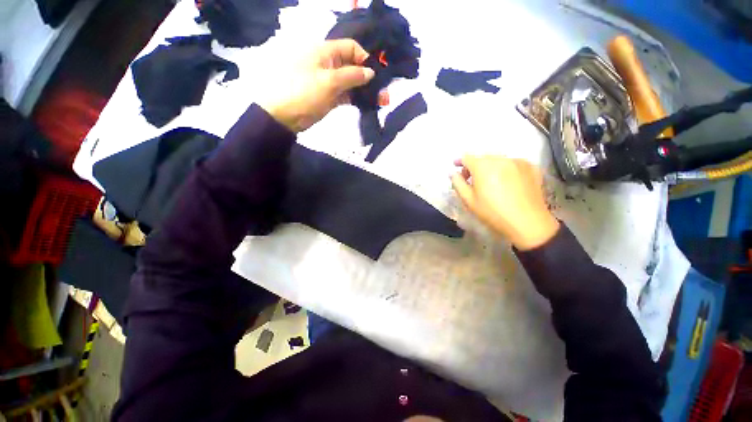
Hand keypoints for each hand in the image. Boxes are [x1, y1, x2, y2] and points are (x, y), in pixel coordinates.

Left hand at [260, 39, 379, 132]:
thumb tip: (371, 72)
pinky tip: (366, 105)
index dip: (364, 58)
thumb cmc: (304, 93)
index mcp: (325, 52)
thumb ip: (352, 75)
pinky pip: (345, 94)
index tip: (375, 74)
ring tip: (378, 101)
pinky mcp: (329, 97)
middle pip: (352, 66)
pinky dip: (355, 99)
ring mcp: (329, 82)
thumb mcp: (329, 81)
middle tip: (382, 93)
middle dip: (367, 78)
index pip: (350, 47)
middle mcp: (329, 64)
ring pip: (350, 82)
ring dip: (363, 90)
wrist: (284, 116)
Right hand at [451, 155, 559, 250]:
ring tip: (490, 181)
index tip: (456, 168)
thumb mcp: (469, 200)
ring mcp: (518, 161)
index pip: (467, 157)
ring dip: (490, 167)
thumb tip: (453, 173)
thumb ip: (458, 184)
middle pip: (483, 158)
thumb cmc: (493, 213)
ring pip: (498, 160)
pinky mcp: (531, 167)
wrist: (528, 222)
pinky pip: (513, 164)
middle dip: (475, 166)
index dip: (460, 162)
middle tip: (472, 180)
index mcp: (483, 166)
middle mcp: (500, 159)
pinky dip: (506, 169)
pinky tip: (507, 182)